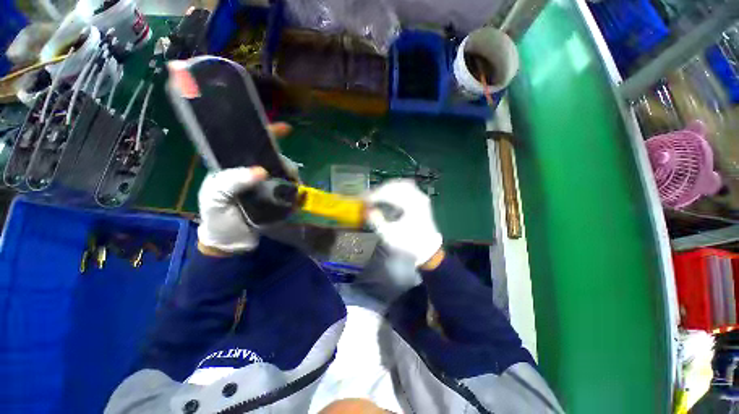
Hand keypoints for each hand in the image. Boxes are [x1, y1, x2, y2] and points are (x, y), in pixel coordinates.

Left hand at [197, 123, 291, 254]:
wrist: (232, 243)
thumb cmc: (218, 218)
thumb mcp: (215, 198)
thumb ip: (231, 181)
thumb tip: (261, 171)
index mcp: (234, 167)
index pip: (250, 144)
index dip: (267, 134)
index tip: (285, 129)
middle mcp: (254, 172)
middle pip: (274, 157)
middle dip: (283, 160)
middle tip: (287, 171)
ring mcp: (269, 185)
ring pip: (286, 172)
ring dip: (291, 175)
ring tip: (292, 184)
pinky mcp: (279, 197)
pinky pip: (292, 187)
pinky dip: (296, 187)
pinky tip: (296, 192)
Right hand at [366, 179, 442, 267]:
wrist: (427, 248)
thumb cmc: (408, 243)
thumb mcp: (390, 235)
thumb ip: (377, 222)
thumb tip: (367, 210)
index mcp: (411, 205)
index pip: (389, 193)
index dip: (374, 195)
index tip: (363, 199)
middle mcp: (417, 197)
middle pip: (395, 185)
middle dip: (379, 190)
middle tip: (367, 197)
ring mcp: (420, 196)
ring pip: (400, 184)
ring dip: (386, 188)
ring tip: (375, 195)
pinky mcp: (419, 199)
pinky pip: (405, 187)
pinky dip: (394, 189)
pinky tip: (387, 194)